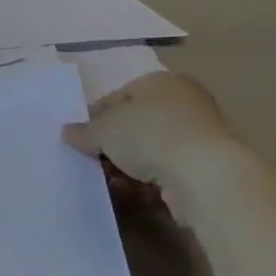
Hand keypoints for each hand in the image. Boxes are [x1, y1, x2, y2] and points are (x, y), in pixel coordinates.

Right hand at [62, 71, 233, 215]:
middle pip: (137, 123)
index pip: (121, 95)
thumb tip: (67, 132)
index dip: (97, 116)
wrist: (206, 175)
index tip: (82, 137)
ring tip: (108, 180)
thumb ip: (85, 131)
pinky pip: (168, 172)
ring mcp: (200, 137)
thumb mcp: (105, 130)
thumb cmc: (150, 135)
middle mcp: (185, 103)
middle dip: (113, 144)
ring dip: (129, 166)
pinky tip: (131, 193)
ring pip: (153, 150)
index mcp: (162, 82)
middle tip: (93, 160)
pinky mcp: (208, 169)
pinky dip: (148, 182)